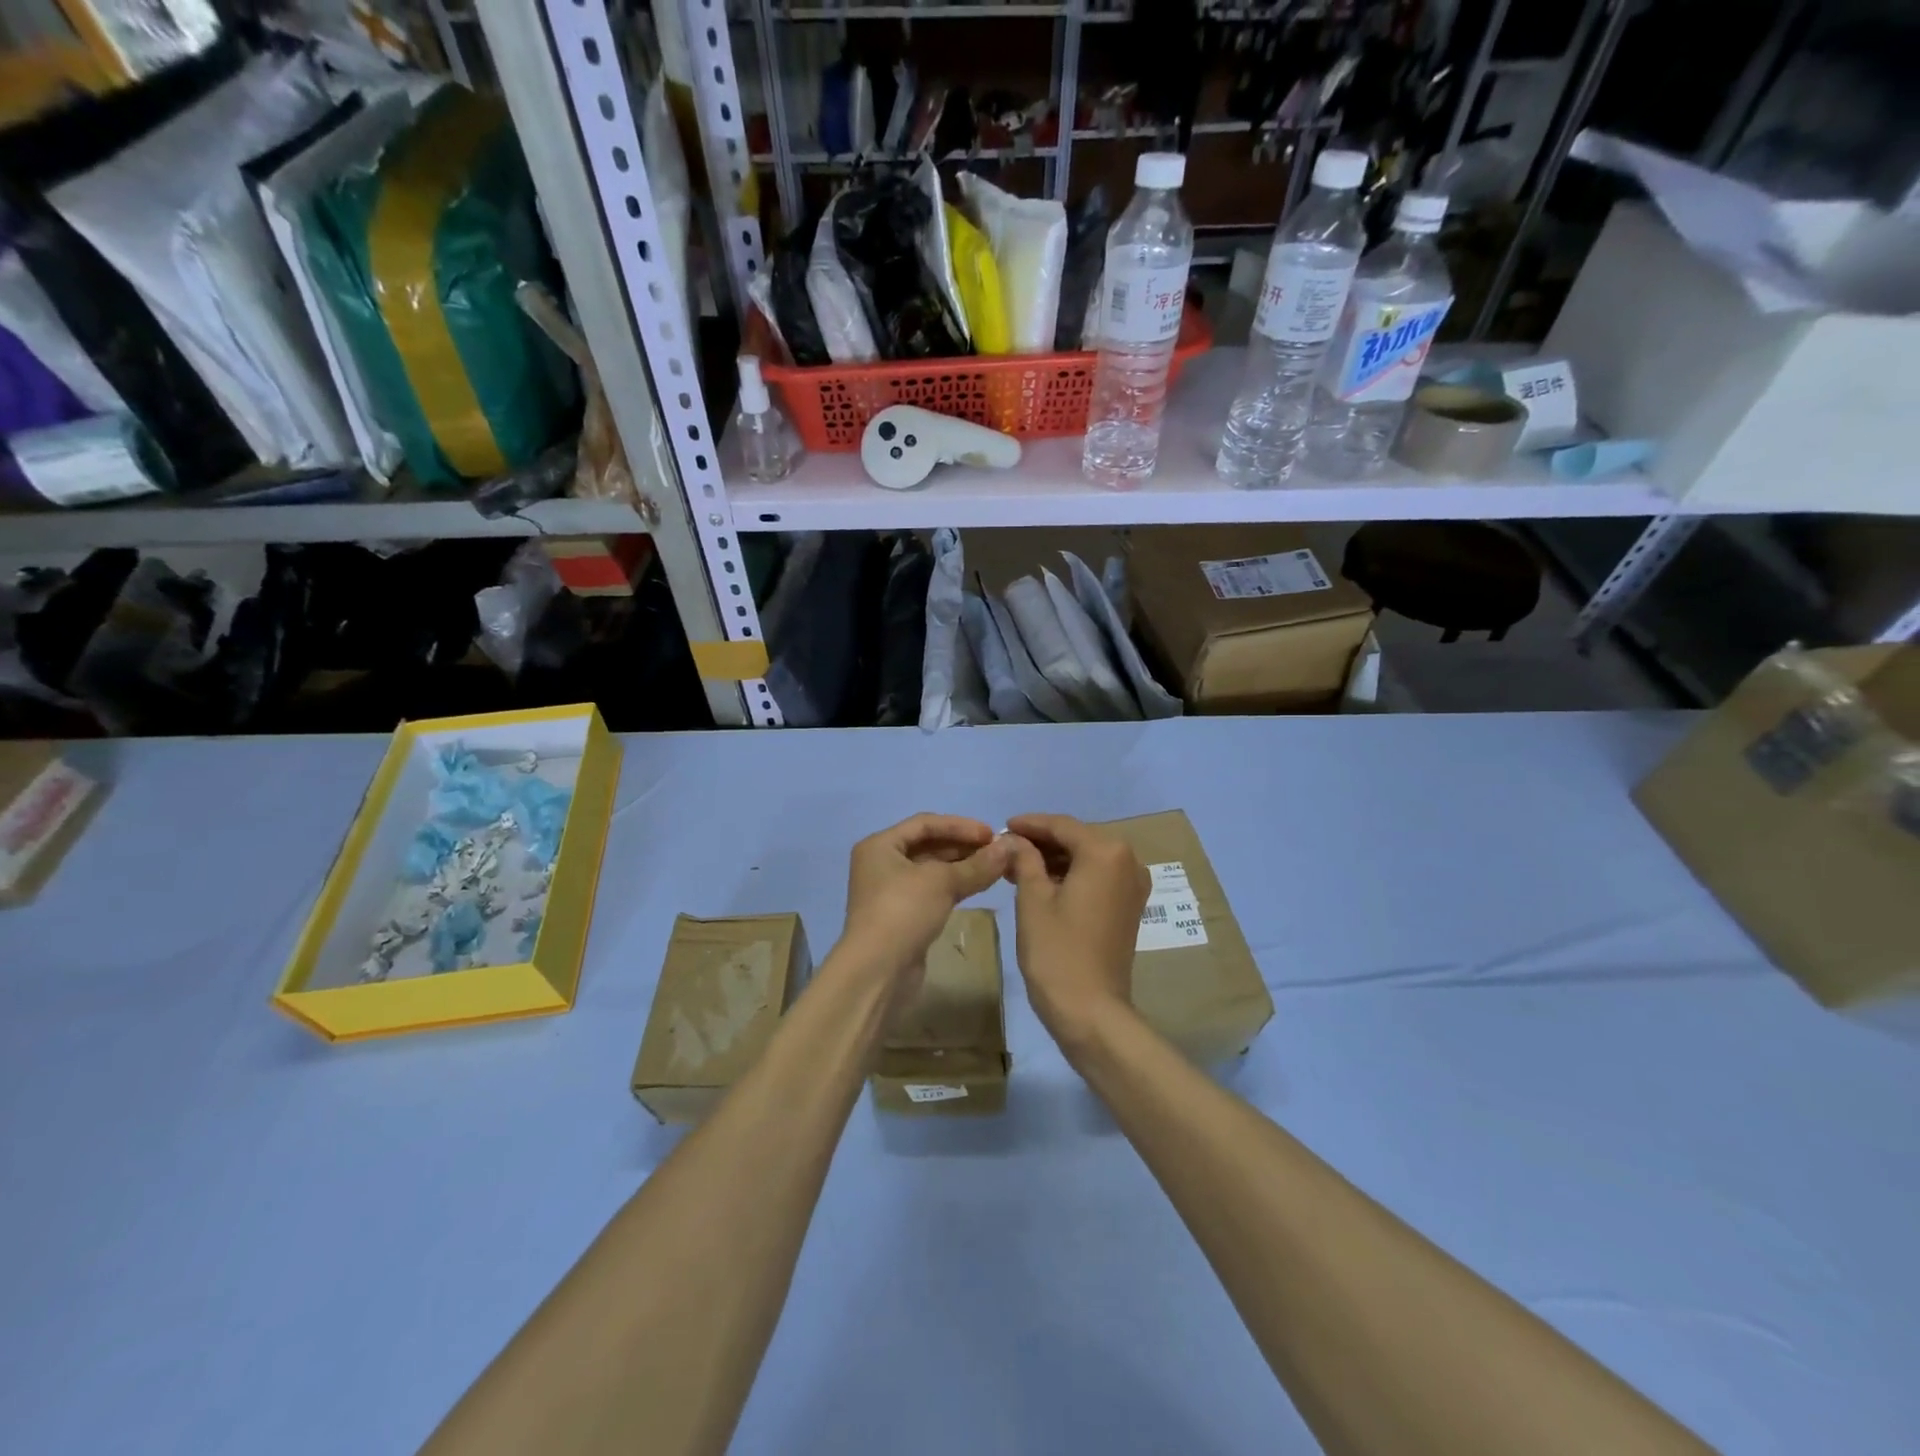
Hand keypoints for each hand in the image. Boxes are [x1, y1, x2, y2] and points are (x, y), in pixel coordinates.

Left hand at [842, 813, 1011, 982]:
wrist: (878, 971)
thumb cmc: (903, 912)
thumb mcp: (942, 882)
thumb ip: (976, 864)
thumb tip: (1008, 848)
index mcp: (880, 845)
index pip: (925, 823)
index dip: (960, 825)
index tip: (991, 833)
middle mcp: (882, 864)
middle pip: (928, 845)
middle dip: (963, 846)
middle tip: (997, 851)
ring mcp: (890, 892)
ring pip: (932, 870)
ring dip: (962, 866)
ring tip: (994, 867)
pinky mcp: (902, 916)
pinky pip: (932, 891)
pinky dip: (954, 886)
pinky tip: (978, 886)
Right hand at [1002, 814, 1149, 1055]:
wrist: (1091, 1010)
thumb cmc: (1057, 951)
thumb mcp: (1033, 900)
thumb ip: (1025, 860)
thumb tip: (1014, 840)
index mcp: (1106, 853)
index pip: (1062, 826)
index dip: (1030, 824)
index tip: (1002, 827)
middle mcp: (1128, 861)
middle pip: (1078, 839)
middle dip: (1042, 842)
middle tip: (1007, 848)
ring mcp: (1133, 885)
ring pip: (1088, 858)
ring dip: (1056, 860)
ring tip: (1018, 867)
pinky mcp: (1130, 906)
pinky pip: (1099, 877)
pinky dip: (1072, 875)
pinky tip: (1043, 883)